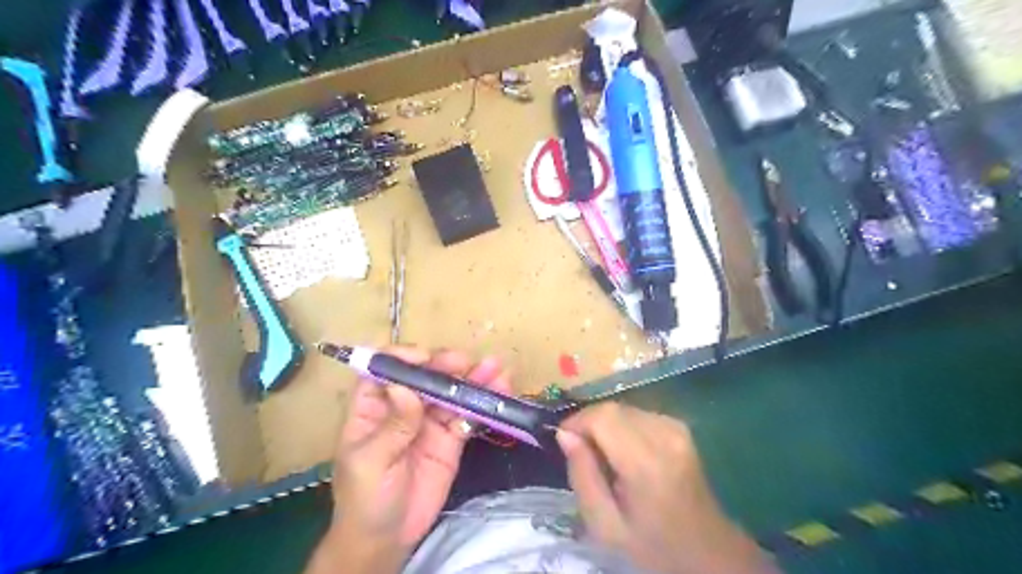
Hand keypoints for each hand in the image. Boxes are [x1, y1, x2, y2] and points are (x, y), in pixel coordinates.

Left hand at [315, 349, 510, 570]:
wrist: (388, 539)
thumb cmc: (365, 498)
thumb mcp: (371, 463)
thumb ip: (392, 426)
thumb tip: (404, 387)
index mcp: (373, 406)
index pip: (385, 370)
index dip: (404, 358)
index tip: (425, 359)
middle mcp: (403, 406)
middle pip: (425, 376)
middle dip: (445, 365)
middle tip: (466, 363)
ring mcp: (429, 421)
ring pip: (451, 392)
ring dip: (473, 379)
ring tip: (496, 368)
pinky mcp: (451, 437)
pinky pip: (468, 415)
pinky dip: (484, 403)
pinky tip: (500, 391)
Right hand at [558, 403, 774, 573]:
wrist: (706, 550)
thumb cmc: (652, 544)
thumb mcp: (604, 525)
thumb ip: (582, 476)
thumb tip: (565, 434)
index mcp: (646, 463)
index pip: (602, 416)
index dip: (577, 421)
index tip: (565, 441)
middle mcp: (665, 435)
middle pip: (612, 408)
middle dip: (589, 423)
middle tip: (582, 452)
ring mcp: (676, 428)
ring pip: (624, 408)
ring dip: (606, 424)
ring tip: (604, 455)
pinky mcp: (680, 426)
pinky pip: (638, 414)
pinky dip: (623, 426)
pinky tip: (625, 451)